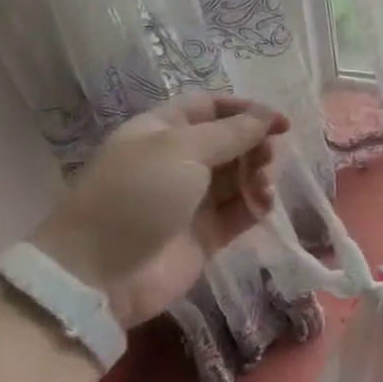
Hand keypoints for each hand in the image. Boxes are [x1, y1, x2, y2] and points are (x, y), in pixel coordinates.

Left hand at [30, 95, 288, 327]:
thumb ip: (232, 131)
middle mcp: (178, 161)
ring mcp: (192, 200)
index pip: (211, 108)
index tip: (281, 122)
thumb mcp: (182, 149)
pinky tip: (263, 205)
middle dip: (256, 145)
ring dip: (259, 175)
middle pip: (231, 142)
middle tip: (269, 157)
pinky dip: (257, 205)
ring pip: (239, 177)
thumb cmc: (137, 194)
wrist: (101, 273)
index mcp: (163, 130)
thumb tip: (269, 115)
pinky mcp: (206, 235)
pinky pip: (240, 211)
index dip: (247, 111)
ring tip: (263, 186)